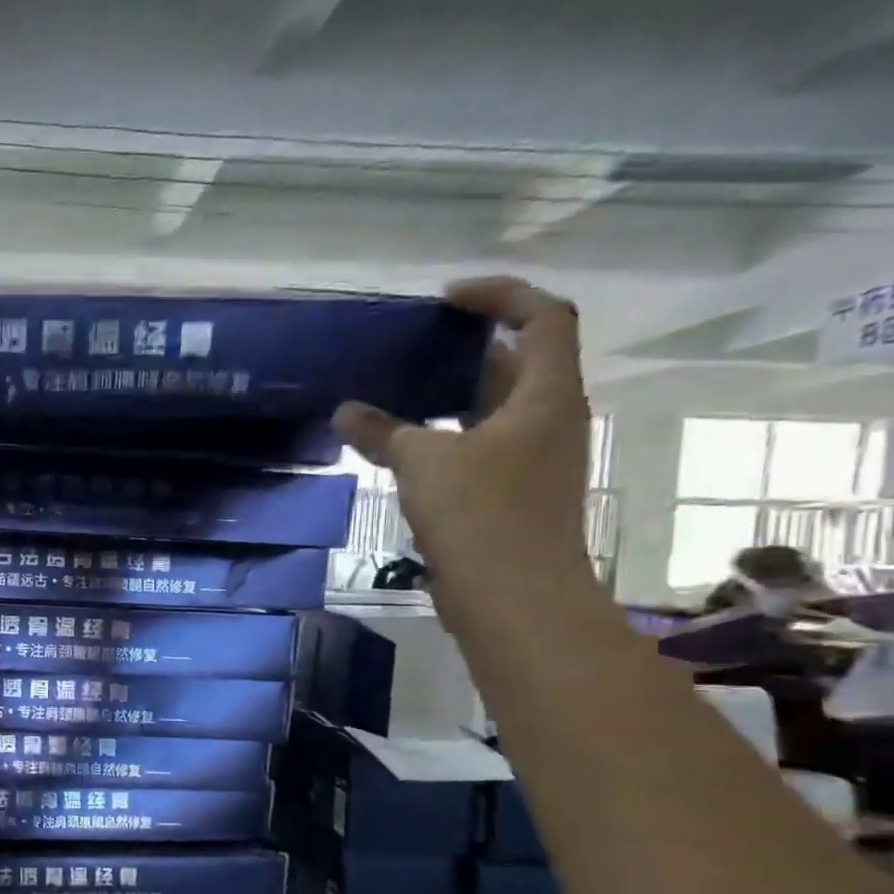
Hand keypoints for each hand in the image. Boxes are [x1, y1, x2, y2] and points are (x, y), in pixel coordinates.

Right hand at [333, 276, 593, 590]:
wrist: (514, 596)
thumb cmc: (480, 516)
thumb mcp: (423, 462)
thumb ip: (383, 431)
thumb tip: (344, 411)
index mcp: (546, 395)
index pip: (543, 317)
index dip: (501, 296)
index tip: (446, 301)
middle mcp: (549, 418)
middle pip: (519, 361)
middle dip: (467, 348)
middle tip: (410, 347)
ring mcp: (533, 457)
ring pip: (495, 407)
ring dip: (451, 395)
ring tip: (396, 392)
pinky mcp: (512, 491)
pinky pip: (480, 444)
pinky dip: (446, 434)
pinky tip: (403, 446)